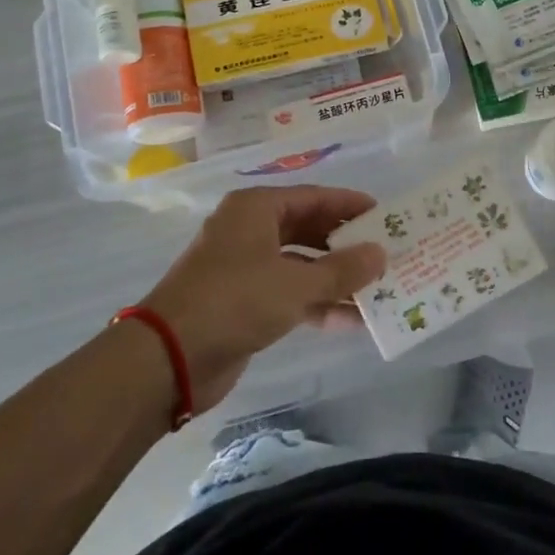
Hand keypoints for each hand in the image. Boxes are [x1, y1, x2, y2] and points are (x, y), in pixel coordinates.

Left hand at [139, 186, 386, 411]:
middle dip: (346, 244)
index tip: (385, 214)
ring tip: (377, 290)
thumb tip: (381, 253)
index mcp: (256, 209)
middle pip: (308, 229)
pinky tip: (351, 320)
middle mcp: (250, 230)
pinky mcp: (243, 302)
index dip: (349, 205)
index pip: (314, 197)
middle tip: (385, 252)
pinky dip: (317, 303)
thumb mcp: (295, 283)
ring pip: (301, 264)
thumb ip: (342, 269)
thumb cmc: (235, 301)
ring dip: (335, 278)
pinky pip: (289, 293)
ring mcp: (245, 267)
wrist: (169, 357)